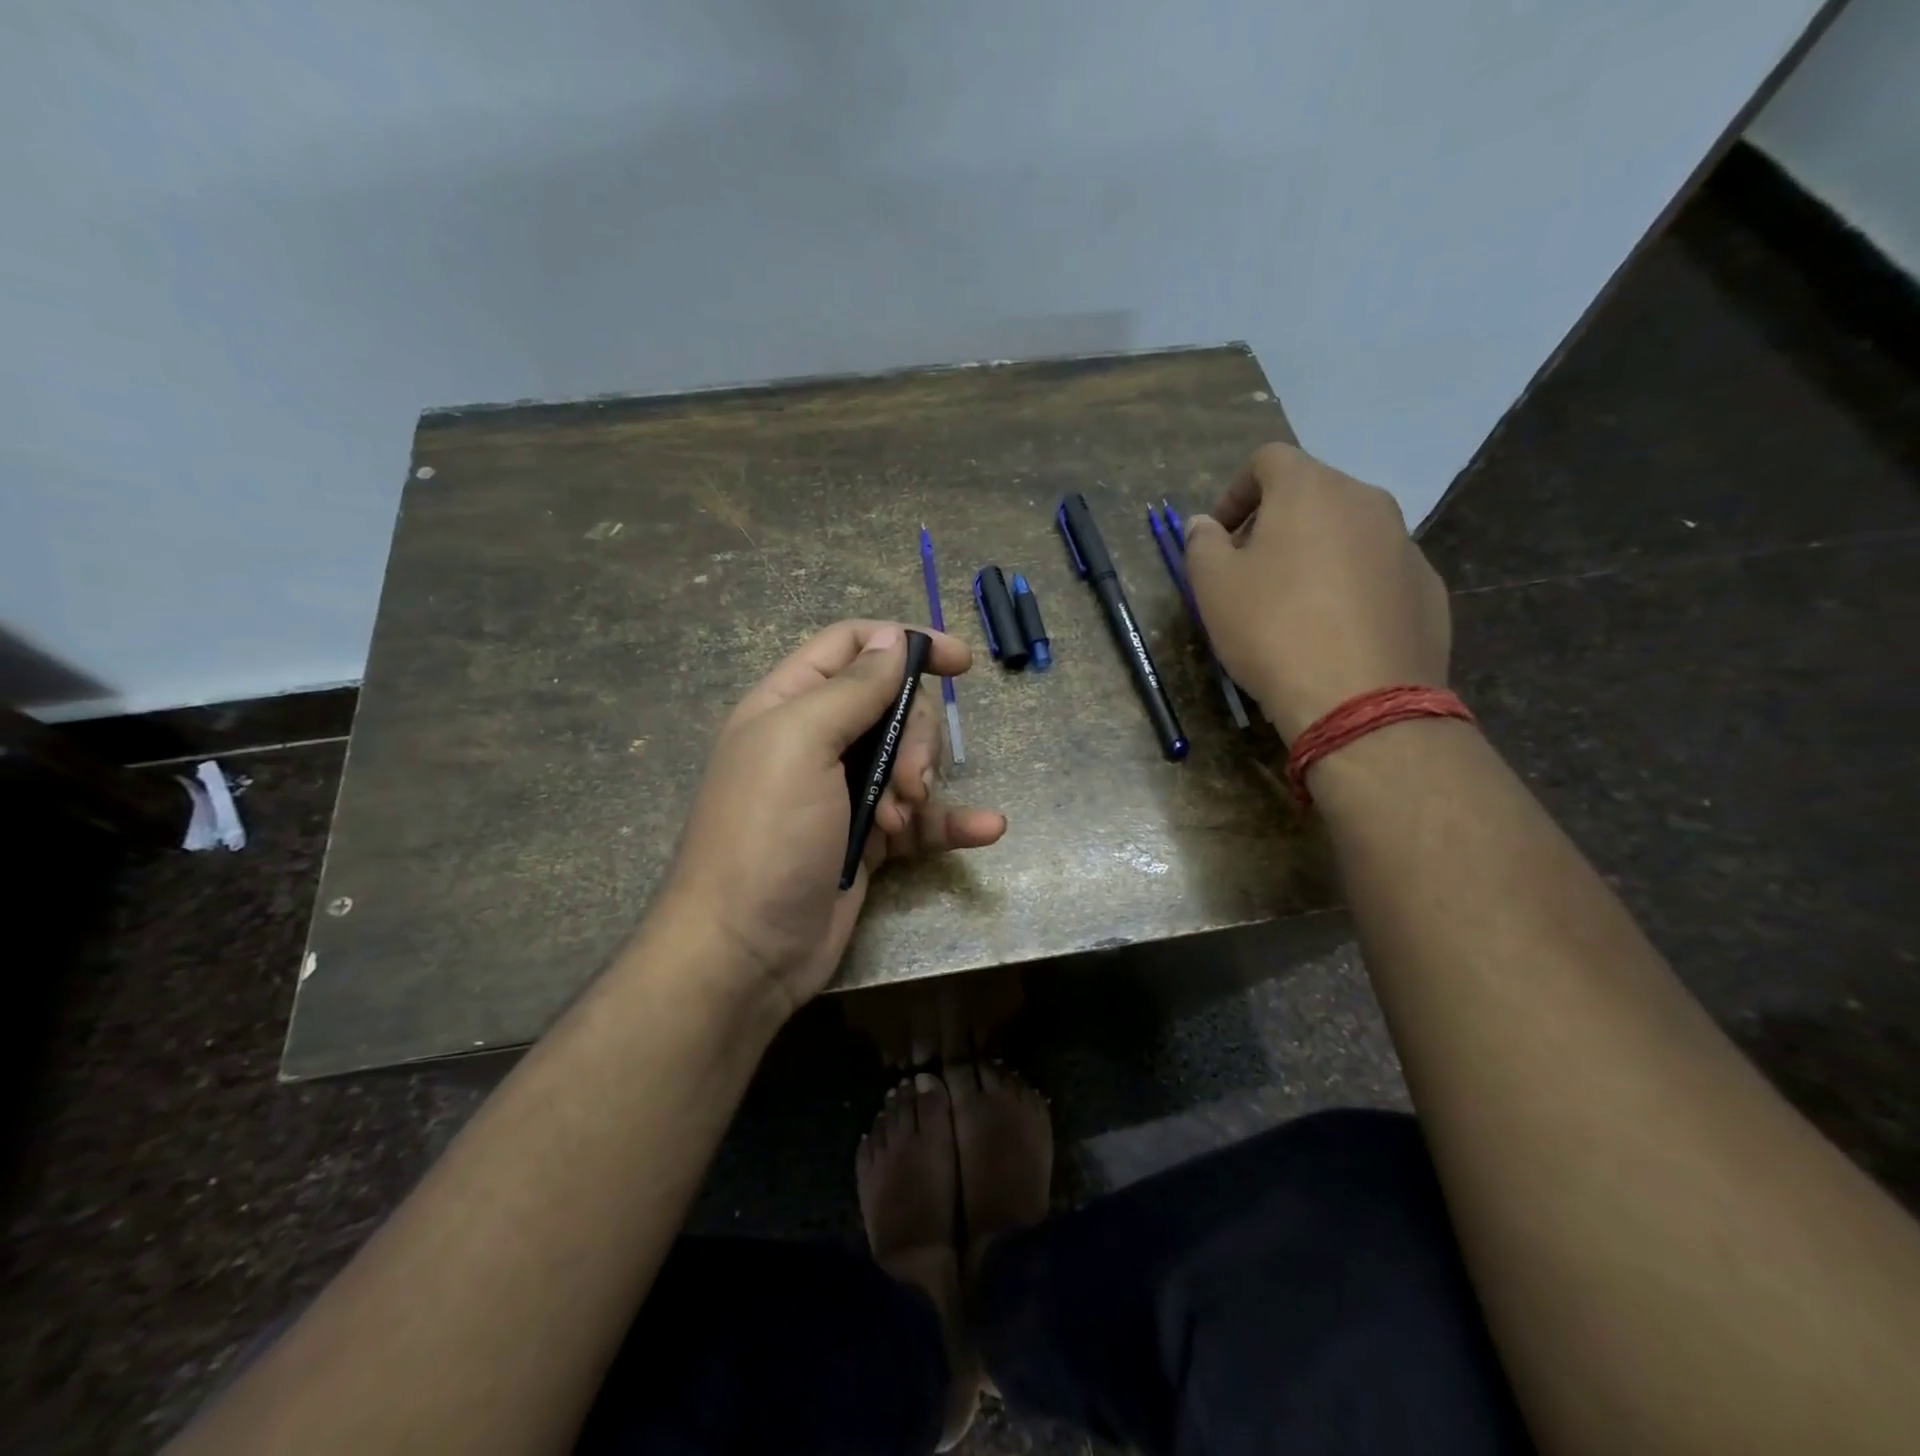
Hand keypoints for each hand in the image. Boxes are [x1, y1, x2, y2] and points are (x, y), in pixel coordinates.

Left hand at [656, 620, 1006, 1015]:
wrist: (745, 953)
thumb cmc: (765, 834)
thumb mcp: (800, 743)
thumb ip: (851, 687)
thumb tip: (893, 637)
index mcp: (790, 704)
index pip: (852, 645)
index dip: (905, 643)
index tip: (961, 660)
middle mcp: (818, 741)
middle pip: (893, 706)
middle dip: (915, 736)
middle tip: (905, 780)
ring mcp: (845, 793)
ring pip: (911, 760)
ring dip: (924, 783)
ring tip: (903, 818)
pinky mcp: (869, 841)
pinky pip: (922, 819)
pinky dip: (953, 822)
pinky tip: (988, 828)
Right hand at [1183, 442, 1451, 740]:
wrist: (1359, 699)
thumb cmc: (1273, 630)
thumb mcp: (1213, 587)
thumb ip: (1201, 544)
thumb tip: (1204, 525)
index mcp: (1310, 489)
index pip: (1268, 460)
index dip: (1235, 492)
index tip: (1218, 537)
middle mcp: (1366, 501)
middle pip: (1312, 494)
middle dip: (1274, 524)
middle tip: (1249, 571)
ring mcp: (1405, 544)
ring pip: (1348, 533)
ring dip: (1314, 554)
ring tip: (1292, 606)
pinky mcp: (1427, 588)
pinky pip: (1377, 572)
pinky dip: (1350, 586)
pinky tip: (1333, 632)